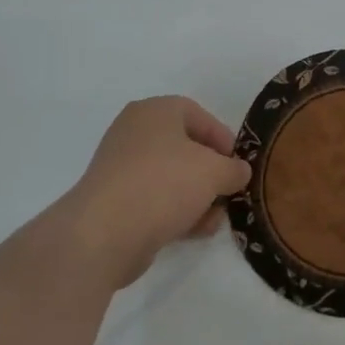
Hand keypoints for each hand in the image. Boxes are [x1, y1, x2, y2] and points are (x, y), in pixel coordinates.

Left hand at [60, 96, 251, 289]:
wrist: (104, 234)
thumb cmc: (163, 185)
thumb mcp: (214, 172)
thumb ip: (234, 169)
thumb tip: (239, 172)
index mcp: (155, 111)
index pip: (198, 114)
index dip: (223, 138)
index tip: (237, 164)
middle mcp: (135, 133)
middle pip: (185, 148)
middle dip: (211, 172)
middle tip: (228, 192)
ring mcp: (121, 168)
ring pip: (171, 177)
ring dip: (197, 196)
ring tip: (214, 219)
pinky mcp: (115, 201)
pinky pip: (155, 199)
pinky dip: (176, 211)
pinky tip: (194, 231)